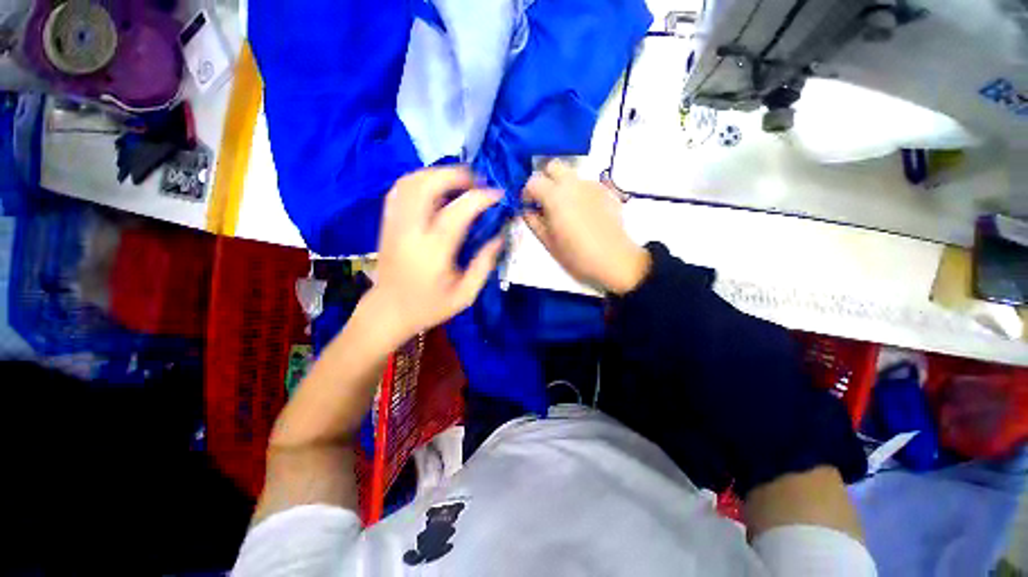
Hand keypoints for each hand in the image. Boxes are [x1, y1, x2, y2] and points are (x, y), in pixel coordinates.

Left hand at [365, 167, 502, 345]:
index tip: (498, 194)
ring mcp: (394, 223)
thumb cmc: (429, 307)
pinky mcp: (387, 222)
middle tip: (477, 182)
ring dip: (437, 174)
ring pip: (410, 181)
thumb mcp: (465, 295)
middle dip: (455, 175)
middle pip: (427, 184)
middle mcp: (410, 231)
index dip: (481, 197)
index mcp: (433, 251)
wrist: (388, 311)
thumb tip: (499, 236)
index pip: (458, 211)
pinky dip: (420, 180)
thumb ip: (484, 265)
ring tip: (459, 183)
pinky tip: (435, 188)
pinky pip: (400, 189)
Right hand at [523, 160, 649, 294]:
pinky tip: (584, 214)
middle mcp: (573, 183)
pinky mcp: (606, 191)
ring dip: (563, 187)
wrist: (614, 260)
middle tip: (545, 201)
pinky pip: (587, 185)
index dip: (527, 193)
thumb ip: (533, 221)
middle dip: (545, 180)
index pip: (533, 180)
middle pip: (553, 166)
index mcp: (555, 196)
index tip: (530, 207)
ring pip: (571, 175)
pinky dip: (579, 193)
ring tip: (566, 211)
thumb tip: (527, 209)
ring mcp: (592, 185)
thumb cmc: (576, 255)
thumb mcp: (548, 242)